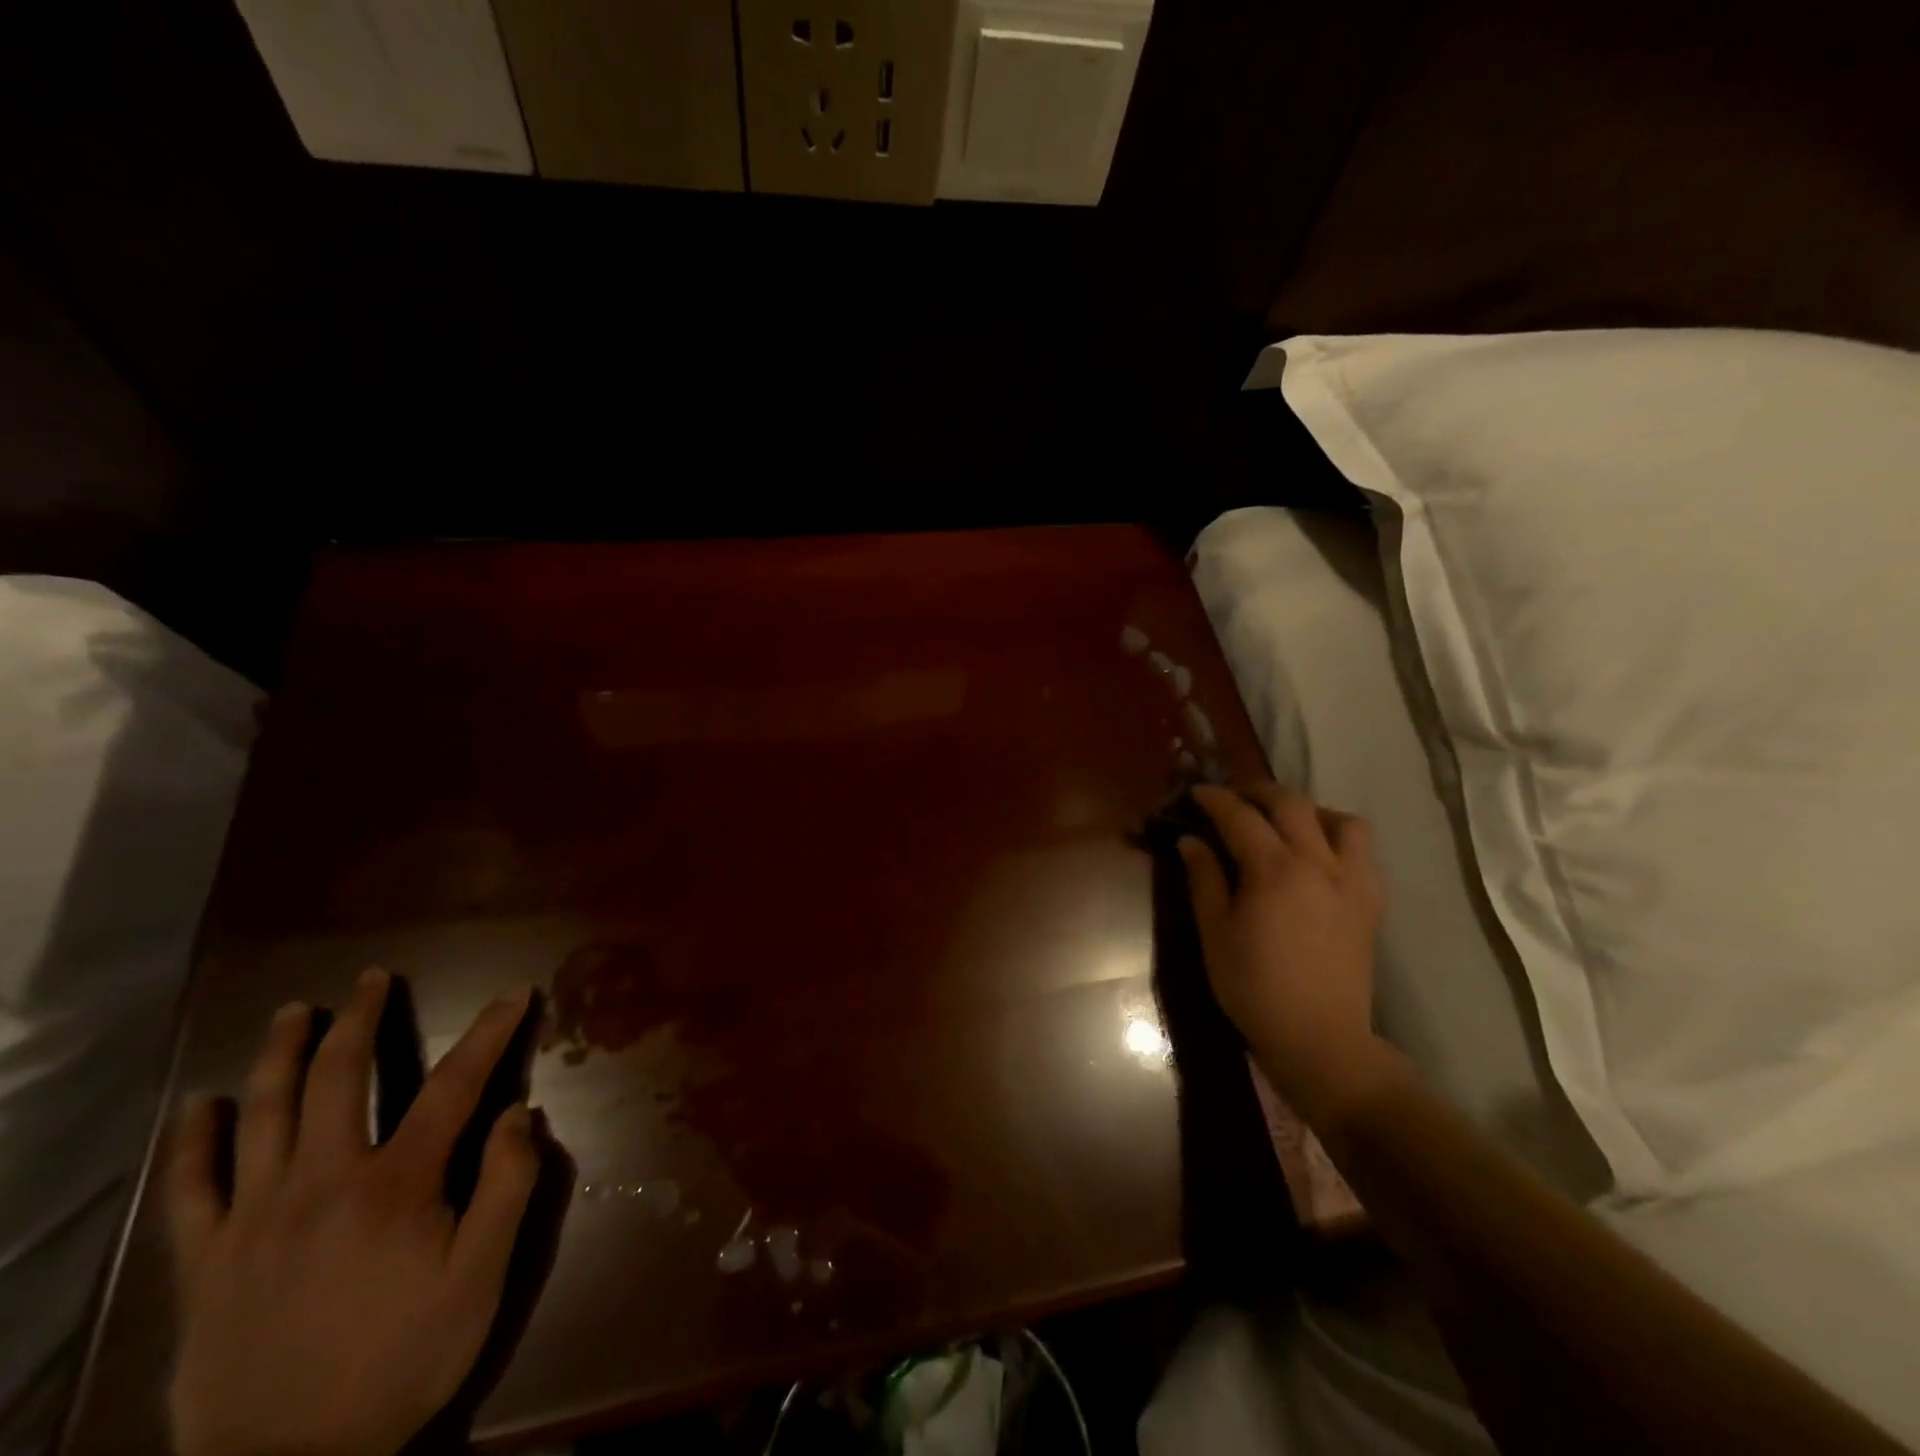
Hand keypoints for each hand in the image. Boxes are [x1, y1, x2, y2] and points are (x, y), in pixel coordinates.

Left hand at [168, 970, 539, 1455]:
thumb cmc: (401, 1362)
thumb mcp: (481, 1279)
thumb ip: (506, 1188)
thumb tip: (519, 1113)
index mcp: (396, 1184)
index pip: (454, 1084)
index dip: (490, 1032)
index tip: (515, 994)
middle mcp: (322, 1182)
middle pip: (341, 1078)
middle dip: (362, 1019)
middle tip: (373, 978)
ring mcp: (254, 1219)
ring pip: (264, 1114)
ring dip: (282, 1055)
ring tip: (296, 1012)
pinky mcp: (206, 1262)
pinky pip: (191, 1190)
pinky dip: (195, 1142)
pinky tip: (199, 1106)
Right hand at [1180, 784, 1390, 1124]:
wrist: (1320, 1039)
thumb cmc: (1254, 987)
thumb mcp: (1215, 933)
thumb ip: (1203, 879)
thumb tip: (1190, 841)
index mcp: (1274, 869)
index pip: (1240, 816)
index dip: (1215, 799)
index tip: (1196, 793)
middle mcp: (1318, 863)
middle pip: (1292, 804)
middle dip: (1258, 792)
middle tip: (1233, 799)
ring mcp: (1352, 882)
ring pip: (1341, 820)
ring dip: (1309, 811)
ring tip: (1285, 825)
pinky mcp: (1370, 903)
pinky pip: (1363, 853)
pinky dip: (1338, 840)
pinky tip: (1318, 859)